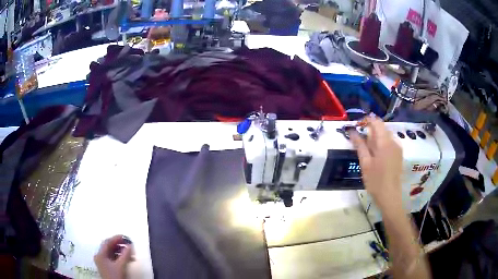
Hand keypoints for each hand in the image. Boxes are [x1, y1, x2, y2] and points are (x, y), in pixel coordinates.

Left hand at [94, 235, 133, 278]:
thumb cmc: (115, 276)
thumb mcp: (121, 265)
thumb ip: (125, 255)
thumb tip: (130, 245)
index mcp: (100, 254)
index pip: (107, 242)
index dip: (116, 238)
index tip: (125, 237)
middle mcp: (99, 256)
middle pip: (109, 247)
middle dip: (119, 245)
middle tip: (129, 244)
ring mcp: (103, 262)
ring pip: (111, 253)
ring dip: (121, 251)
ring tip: (130, 253)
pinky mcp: (107, 267)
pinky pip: (112, 258)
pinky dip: (119, 257)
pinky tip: (127, 259)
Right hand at [350, 116, 402, 209]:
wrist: (390, 196)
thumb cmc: (376, 181)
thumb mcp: (365, 163)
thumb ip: (360, 145)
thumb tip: (352, 131)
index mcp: (384, 142)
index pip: (376, 122)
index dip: (366, 120)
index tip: (357, 126)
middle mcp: (393, 141)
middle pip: (382, 127)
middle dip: (371, 129)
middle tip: (360, 139)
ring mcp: (398, 148)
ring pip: (386, 135)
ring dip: (376, 136)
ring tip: (367, 147)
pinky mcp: (399, 155)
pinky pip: (390, 142)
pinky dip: (382, 143)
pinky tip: (377, 154)